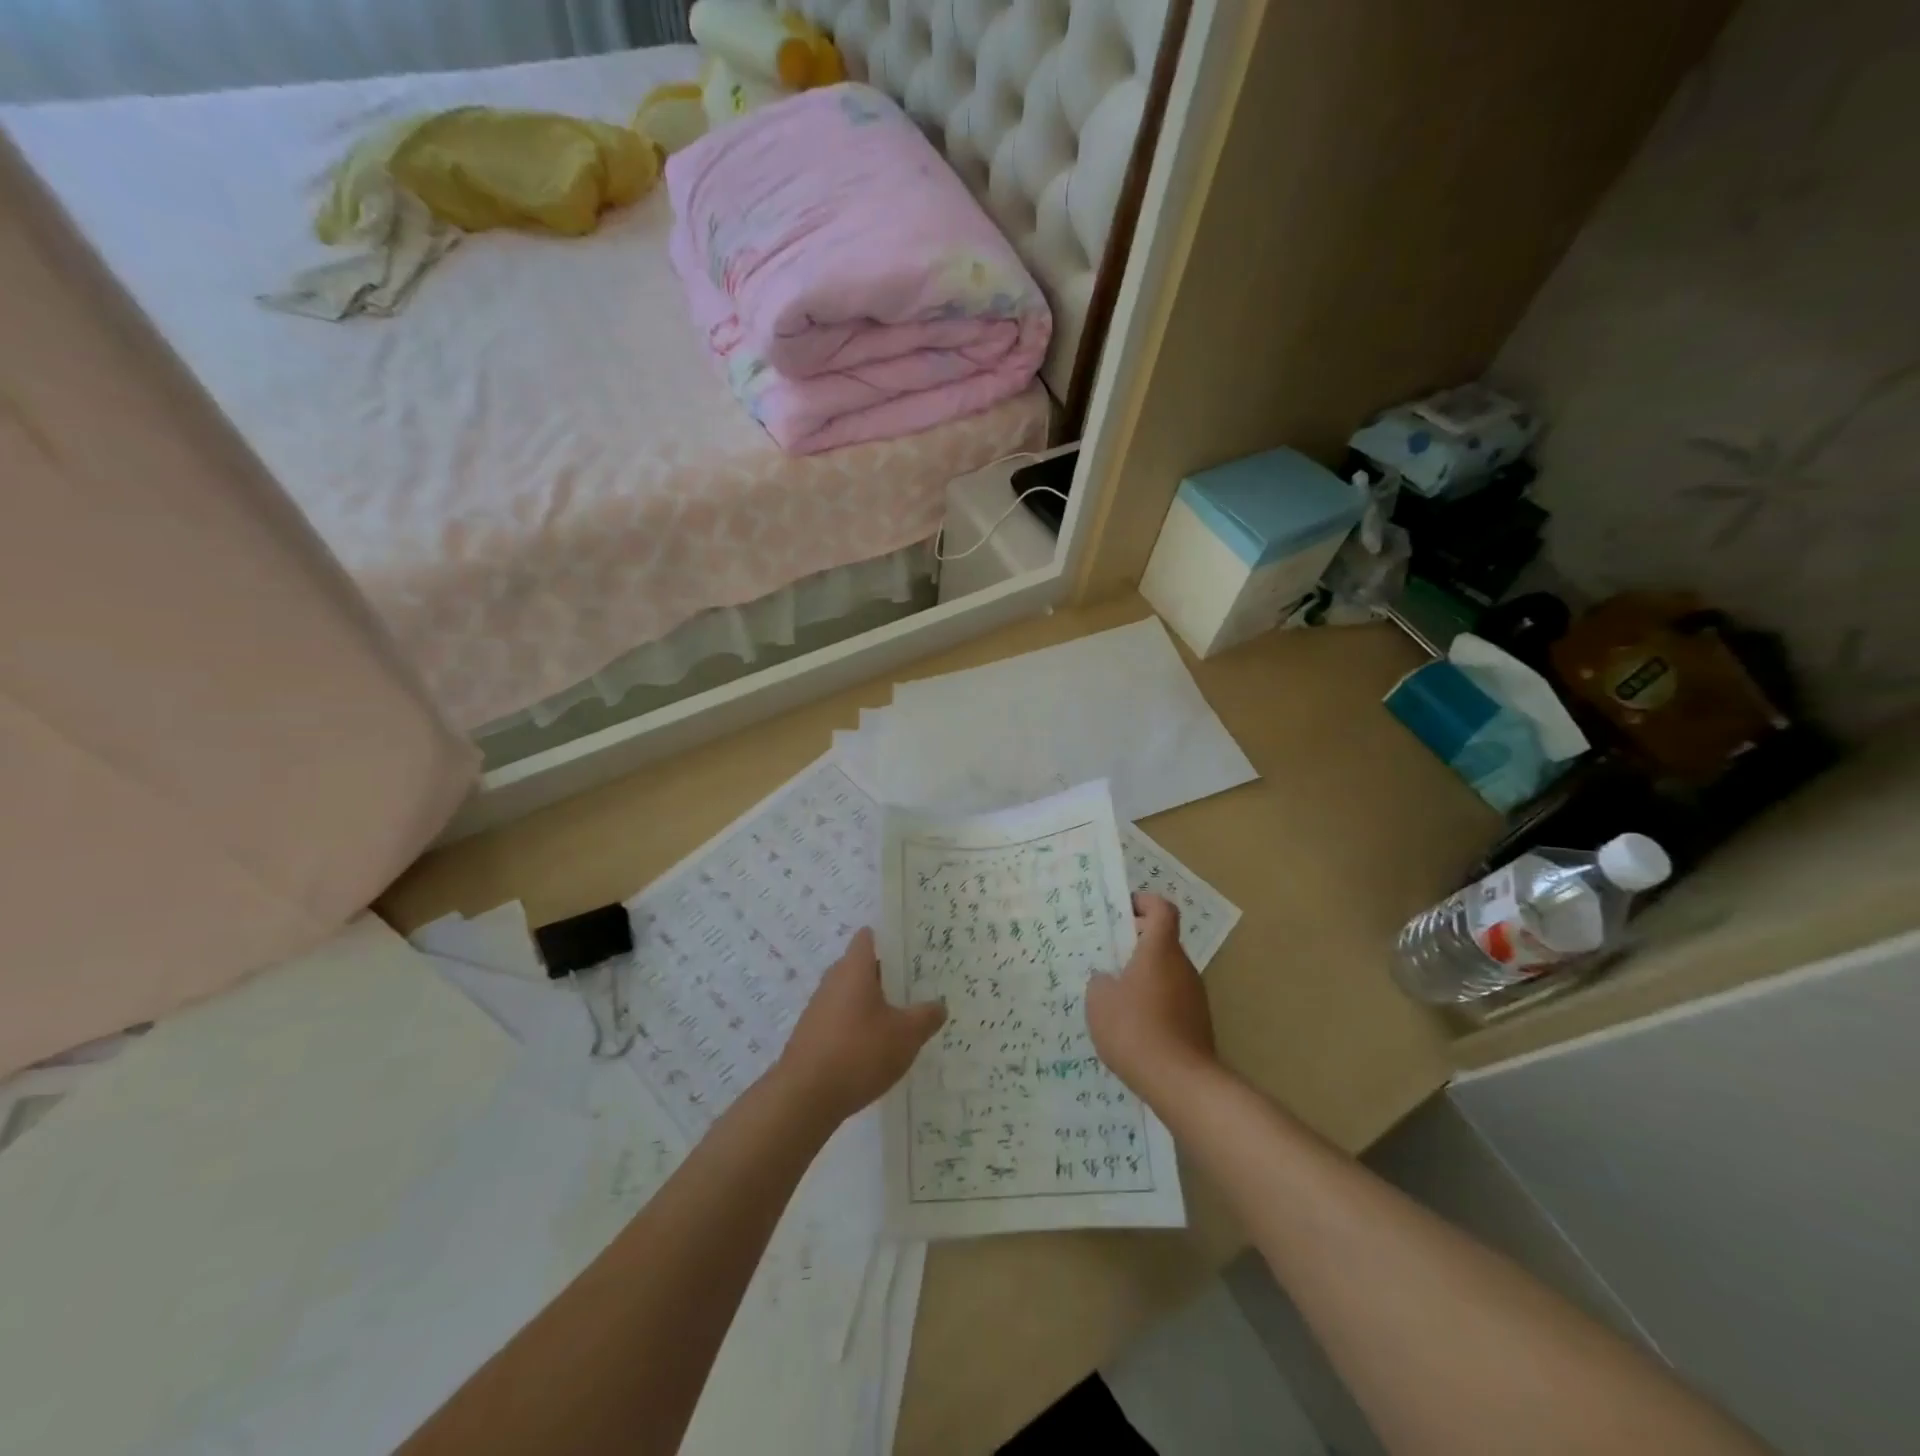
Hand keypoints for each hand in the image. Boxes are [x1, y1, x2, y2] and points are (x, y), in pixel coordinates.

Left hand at [776, 928, 945, 1125]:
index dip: (889, 939)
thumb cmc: (859, 1053)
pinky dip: (858, 1027)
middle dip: (887, 975)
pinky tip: (875, 1049)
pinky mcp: (812, 1036)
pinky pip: (841, 1020)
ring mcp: (818, 1009)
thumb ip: (926, 1016)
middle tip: (915, 986)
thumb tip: (939, 1005)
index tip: (911, 949)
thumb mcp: (906, 1035)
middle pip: (861, 967)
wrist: (804, 1098)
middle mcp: (833, 981)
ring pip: (851, 995)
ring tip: (901, 1019)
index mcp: (854, 969)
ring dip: (873, 1004)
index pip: (868, 938)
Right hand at [1087, 894, 1216, 1103]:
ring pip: (1167, 971)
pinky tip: (1133, 1024)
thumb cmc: (1135, 1029)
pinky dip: (1154, 1000)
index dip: (1144, 902)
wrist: (1181, 1082)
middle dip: (1137, 942)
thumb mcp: (1099, 1001)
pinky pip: (1172, 998)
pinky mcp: (1198, 1022)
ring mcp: (1194, 995)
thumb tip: (1108, 978)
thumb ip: (1101, 981)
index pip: (1162, 909)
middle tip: (1108, 954)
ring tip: (1116, 994)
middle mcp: (1182, 966)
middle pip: (1163, 940)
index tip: (1122, 909)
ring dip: (1145, 974)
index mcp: (1160, 950)